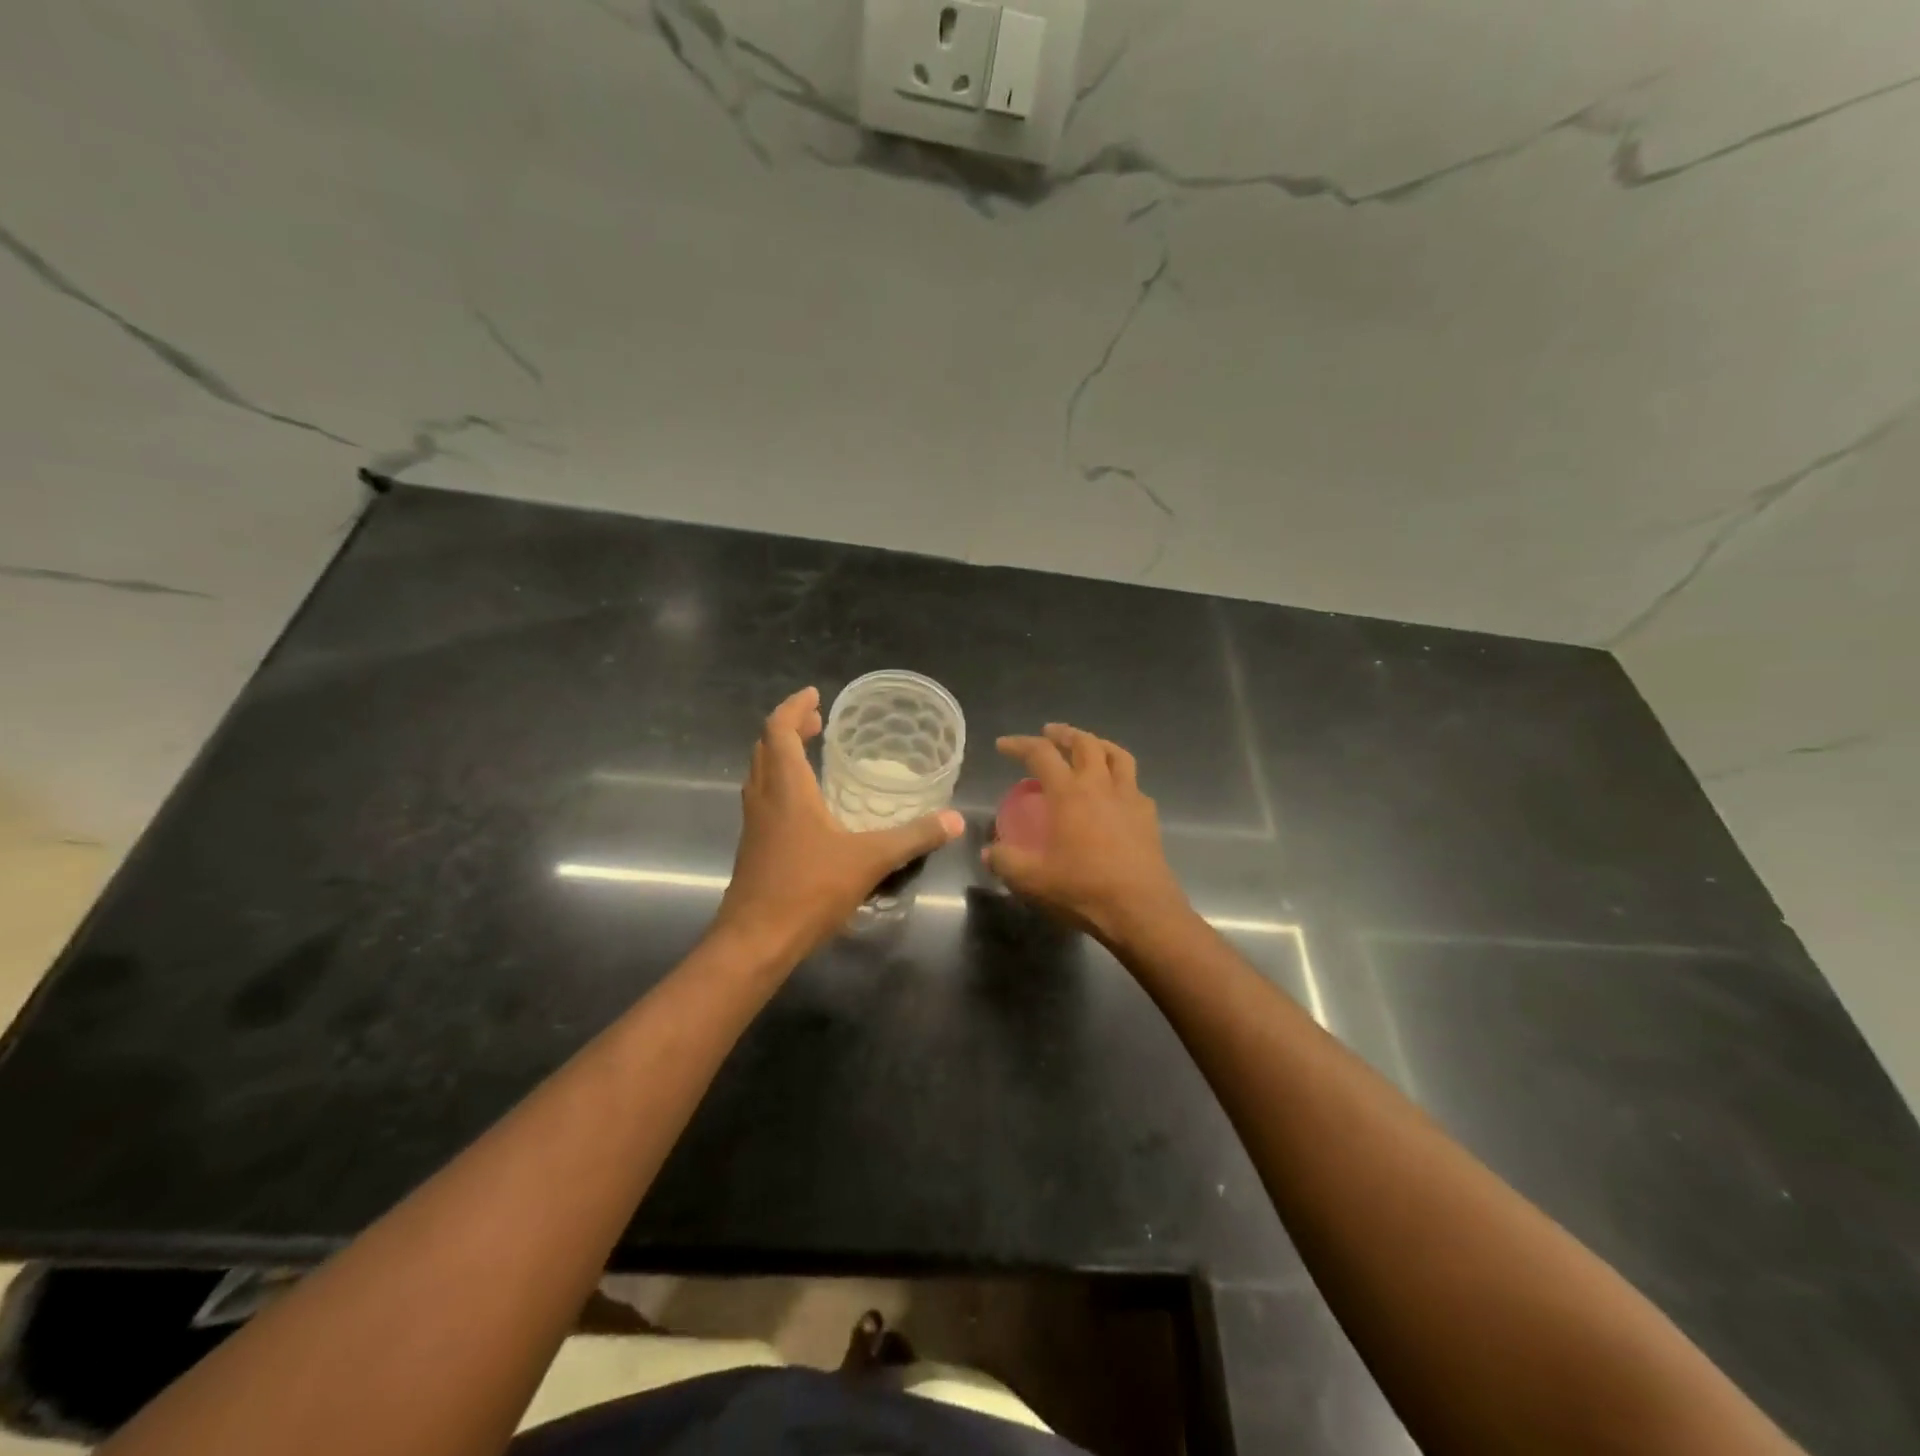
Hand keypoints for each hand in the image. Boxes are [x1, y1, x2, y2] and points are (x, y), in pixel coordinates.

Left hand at [714, 687, 963, 965]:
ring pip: (760, 774)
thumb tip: (956, 819)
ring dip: (781, 755)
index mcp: (786, 788)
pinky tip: (807, 807)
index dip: (794, 708)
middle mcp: (764, 798)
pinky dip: (780, 784)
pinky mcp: (753, 847)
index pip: (779, 731)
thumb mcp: (870, 859)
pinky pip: (763, 799)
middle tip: (819, 723)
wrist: (756, 940)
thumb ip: (914, 837)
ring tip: (811, 754)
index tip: (814, 695)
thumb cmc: (808, 889)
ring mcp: (754, 824)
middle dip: (790, 729)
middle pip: (765, 747)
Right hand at [984, 724, 1190, 943]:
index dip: (1020, 744)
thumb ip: (1005, 861)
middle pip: (1085, 743)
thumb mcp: (1032, 880)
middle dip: (1064, 733)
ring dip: (1098, 744)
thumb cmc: (1083, 889)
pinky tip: (1114, 792)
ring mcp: (1130, 798)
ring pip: (1117, 755)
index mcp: (1069, 793)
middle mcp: (1100, 785)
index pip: (1041, 754)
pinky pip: (1134, 783)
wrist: (1141, 910)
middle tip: (1049, 734)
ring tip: (1087, 748)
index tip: (1004, 745)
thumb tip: (988, 852)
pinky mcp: (1148, 816)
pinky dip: (1120, 777)